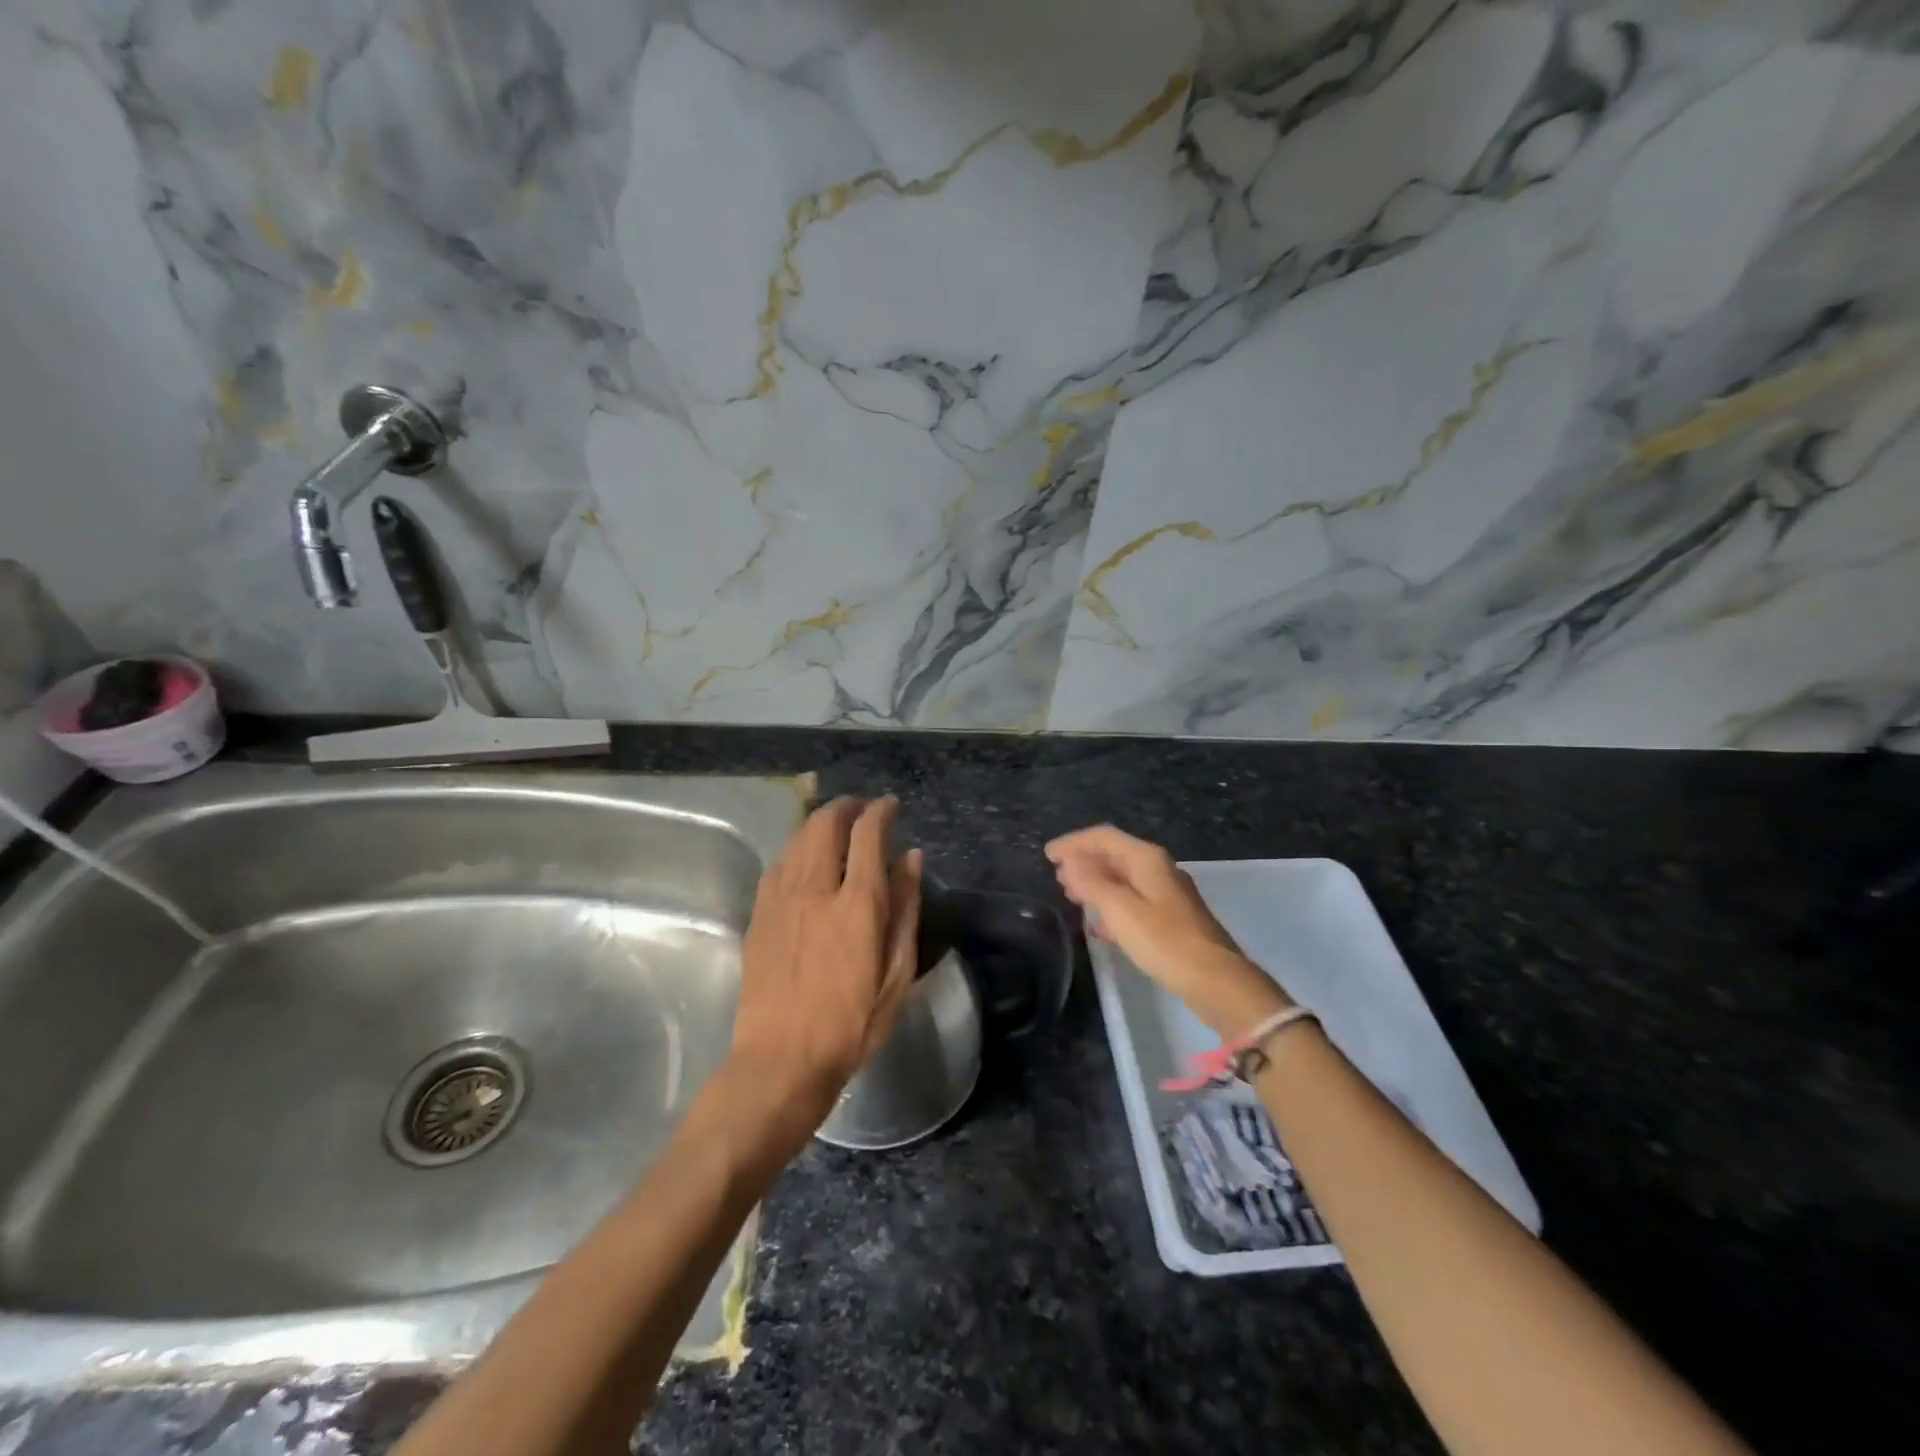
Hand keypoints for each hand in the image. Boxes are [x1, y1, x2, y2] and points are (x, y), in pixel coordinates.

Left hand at [727, 797, 922, 1153]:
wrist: (781, 1060)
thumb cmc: (851, 1024)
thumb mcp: (897, 974)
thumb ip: (905, 909)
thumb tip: (910, 858)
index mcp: (857, 904)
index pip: (868, 835)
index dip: (881, 812)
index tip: (891, 806)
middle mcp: (815, 889)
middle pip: (826, 824)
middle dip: (846, 807)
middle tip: (862, 809)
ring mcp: (780, 899)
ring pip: (798, 838)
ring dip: (820, 822)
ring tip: (836, 826)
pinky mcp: (759, 914)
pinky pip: (779, 863)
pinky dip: (797, 848)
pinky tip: (805, 860)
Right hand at [1046, 824, 1288, 1037]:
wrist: (1215, 980)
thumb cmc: (1164, 941)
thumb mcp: (1119, 910)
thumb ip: (1091, 882)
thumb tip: (1070, 861)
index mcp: (1147, 859)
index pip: (1104, 837)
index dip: (1073, 843)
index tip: (1047, 855)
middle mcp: (1159, 869)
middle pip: (1115, 855)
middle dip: (1084, 861)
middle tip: (1057, 876)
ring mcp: (1168, 894)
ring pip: (1123, 879)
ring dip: (1096, 883)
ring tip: (1072, 895)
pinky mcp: (1172, 919)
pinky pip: (1133, 901)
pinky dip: (1111, 905)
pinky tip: (1099, 925)